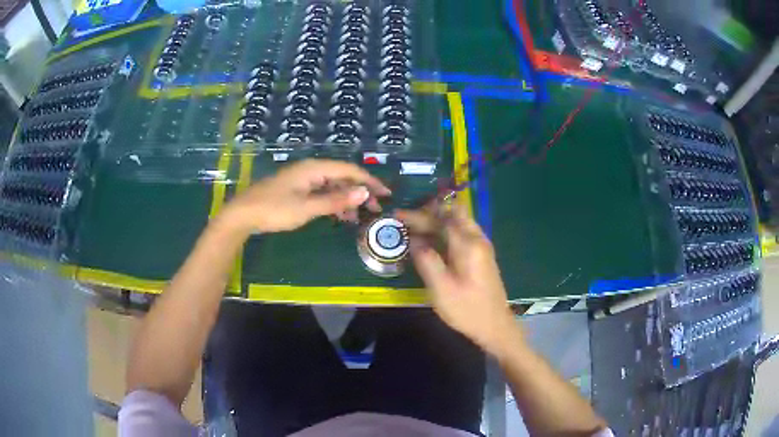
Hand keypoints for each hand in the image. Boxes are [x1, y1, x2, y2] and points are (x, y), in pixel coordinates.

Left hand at [220, 159, 390, 233]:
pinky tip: (339, 216)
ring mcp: (303, 180)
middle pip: (342, 177)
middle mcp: (311, 170)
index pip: (349, 170)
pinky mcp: (296, 190)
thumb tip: (364, 193)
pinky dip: (333, 203)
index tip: (385, 194)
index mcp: (314, 169)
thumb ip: (336, 200)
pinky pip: (322, 192)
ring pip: (332, 186)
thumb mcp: (307, 208)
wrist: (243, 214)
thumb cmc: (274, 209)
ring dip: (347, 199)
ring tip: (359, 217)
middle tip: (375, 209)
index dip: (369, 181)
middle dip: (360, 192)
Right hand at [396, 203, 520, 356]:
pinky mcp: (482, 256)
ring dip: (438, 220)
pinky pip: (462, 233)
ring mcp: (482, 247)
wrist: (495, 326)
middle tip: (406, 219)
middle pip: (452, 214)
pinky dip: (445, 230)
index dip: (419, 215)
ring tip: (415, 226)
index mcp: (468, 245)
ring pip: (459, 222)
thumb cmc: (467, 309)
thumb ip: (427, 261)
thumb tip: (414, 239)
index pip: (441, 219)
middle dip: (428, 213)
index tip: (399, 214)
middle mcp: (478, 239)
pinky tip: (433, 240)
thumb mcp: (442, 288)